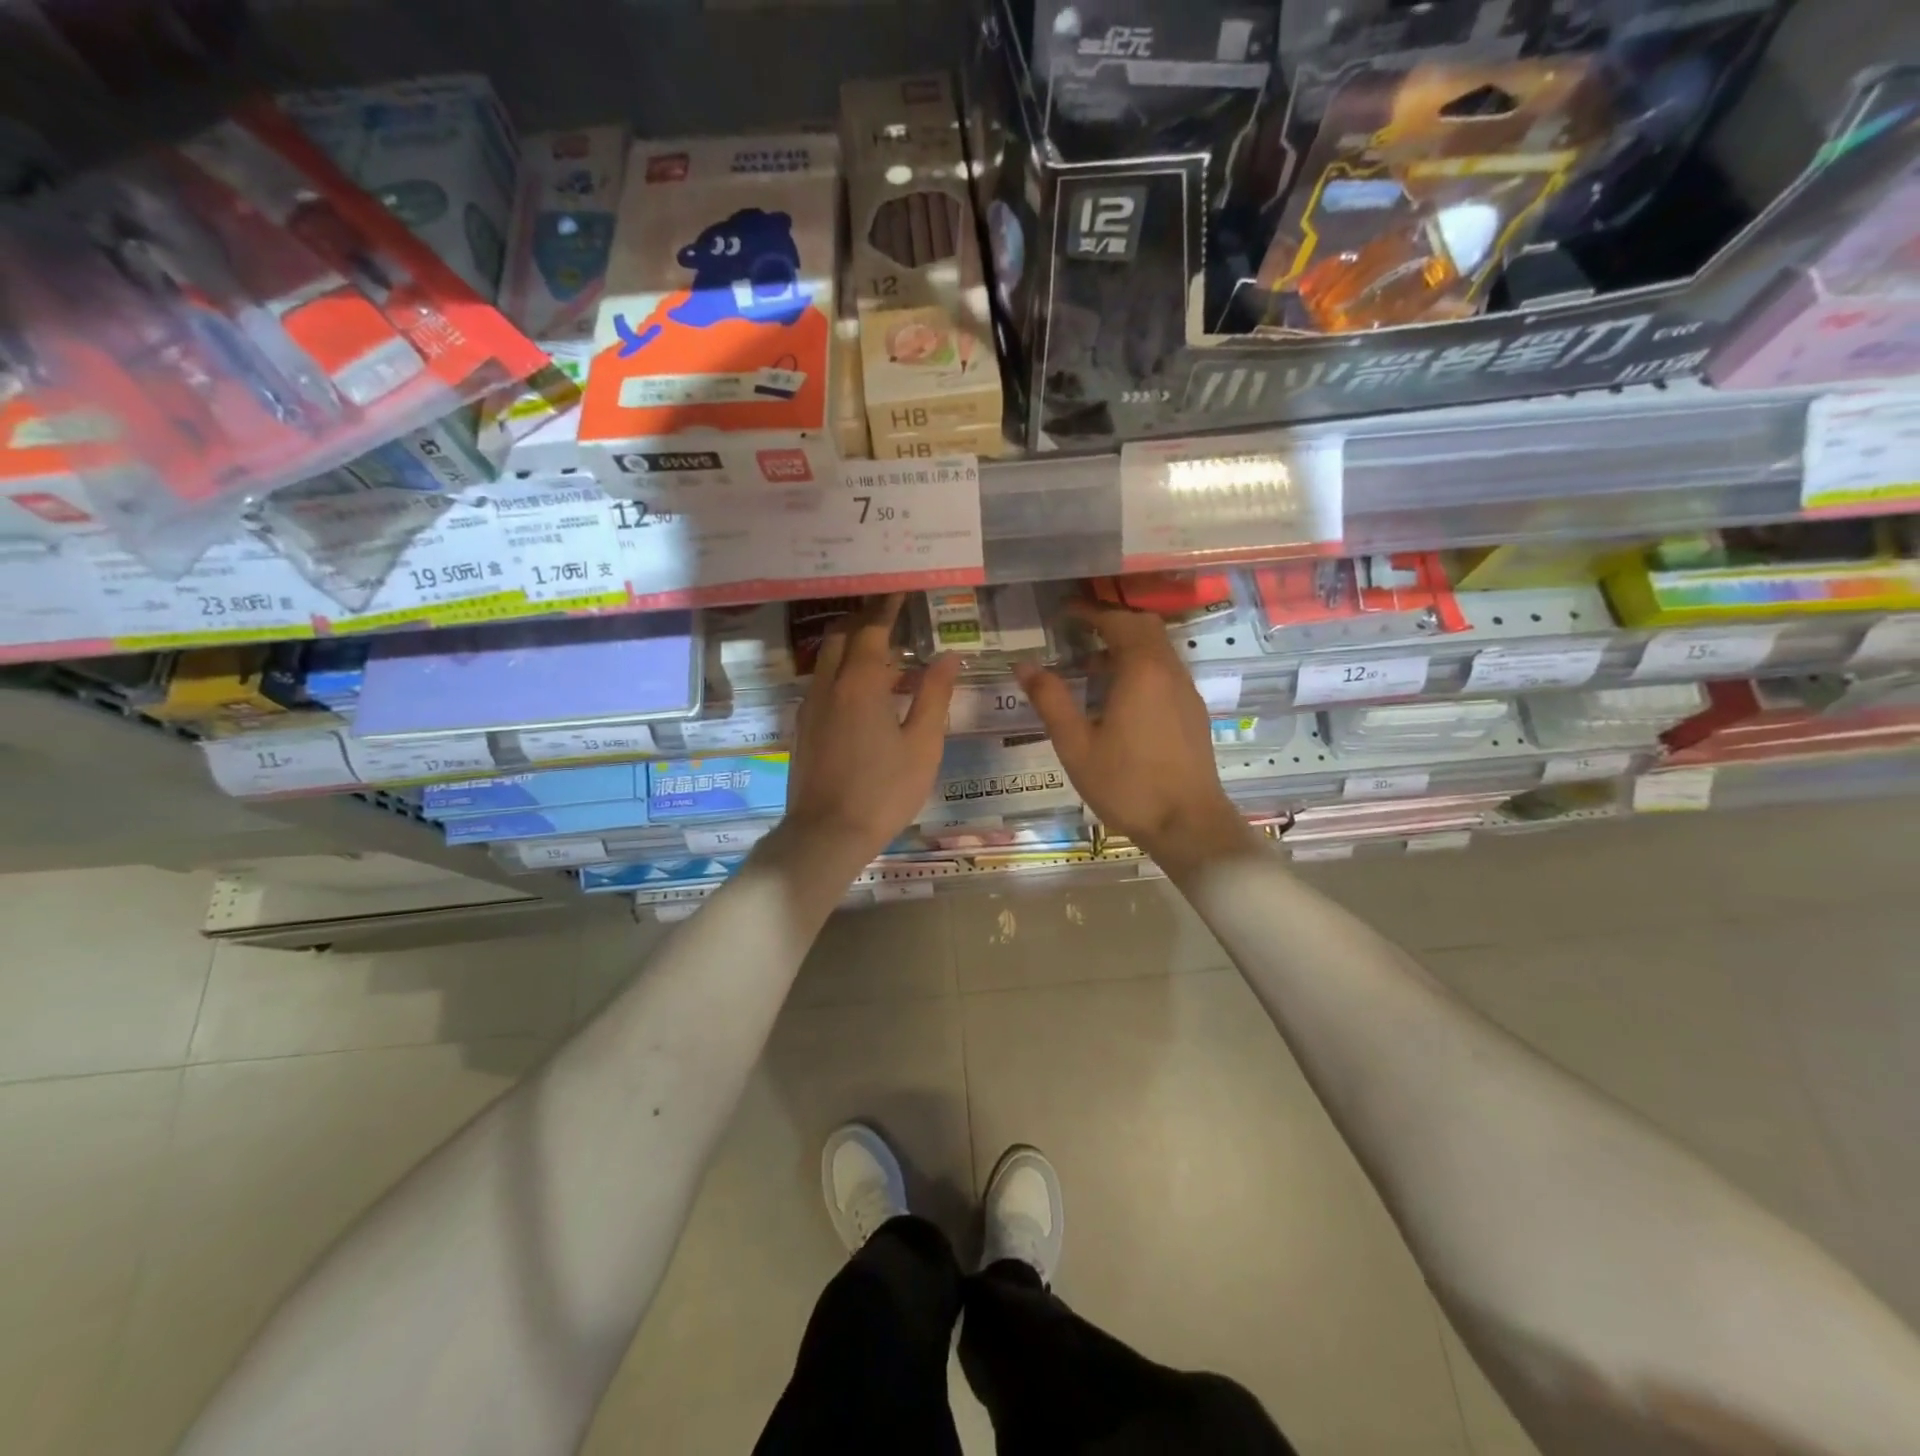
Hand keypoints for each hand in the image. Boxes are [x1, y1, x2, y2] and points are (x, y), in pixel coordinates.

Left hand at [782, 594, 960, 872]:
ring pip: (828, 659)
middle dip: (865, 619)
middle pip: (843, 636)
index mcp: (861, 684)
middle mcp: (829, 685)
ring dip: (852, 645)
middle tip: (892, 613)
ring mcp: (810, 706)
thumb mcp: (923, 745)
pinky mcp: (802, 727)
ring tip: (882, 650)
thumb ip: (935, 695)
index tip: (901, 588)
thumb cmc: (884, 791)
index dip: (888, 606)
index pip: (873, 629)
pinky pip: (822, 682)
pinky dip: (842, 671)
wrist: (826, 834)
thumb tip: (949, 656)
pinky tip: (862, 691)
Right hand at [1016, 603, 1255, 877]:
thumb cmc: (1126, 784)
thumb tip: (1024, 665)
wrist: (1188, 824)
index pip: (1116, 621)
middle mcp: (1169, 671)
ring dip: (1127, 646)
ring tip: (1091, 667)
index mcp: (1141, 670)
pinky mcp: (1193, 712)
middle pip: (1143, 627)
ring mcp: (1186, 691)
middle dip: (1111, 622)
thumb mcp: (1076, 745)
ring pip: (1158, 649)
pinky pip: (1166, 672)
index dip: (1089, 611)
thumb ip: (1050, 700)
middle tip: (1077, 632)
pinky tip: (1119, 697)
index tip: (1063, 612)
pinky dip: (1141, 667)